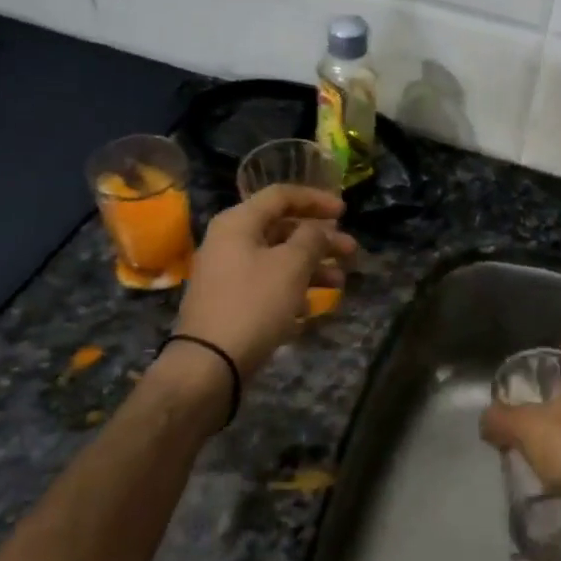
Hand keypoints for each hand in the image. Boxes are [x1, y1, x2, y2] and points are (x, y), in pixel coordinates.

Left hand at [172, 186, 355, 381]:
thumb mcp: (291, 265)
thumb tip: (319, 230)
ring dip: (312, 266)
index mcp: (238, 223)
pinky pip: (268, 285)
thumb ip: (312, 239)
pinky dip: (293, 289)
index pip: (281, 196)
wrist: (209, 365)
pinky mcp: (230, 303)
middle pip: (282, 229)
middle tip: (351, 252)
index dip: (316, 200)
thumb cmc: (254, 304)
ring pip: (278, 259)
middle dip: (320, 239)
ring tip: (339, 283)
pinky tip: (311, 308)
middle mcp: (229, 242)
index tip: (345, 212)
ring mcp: (227, 274)